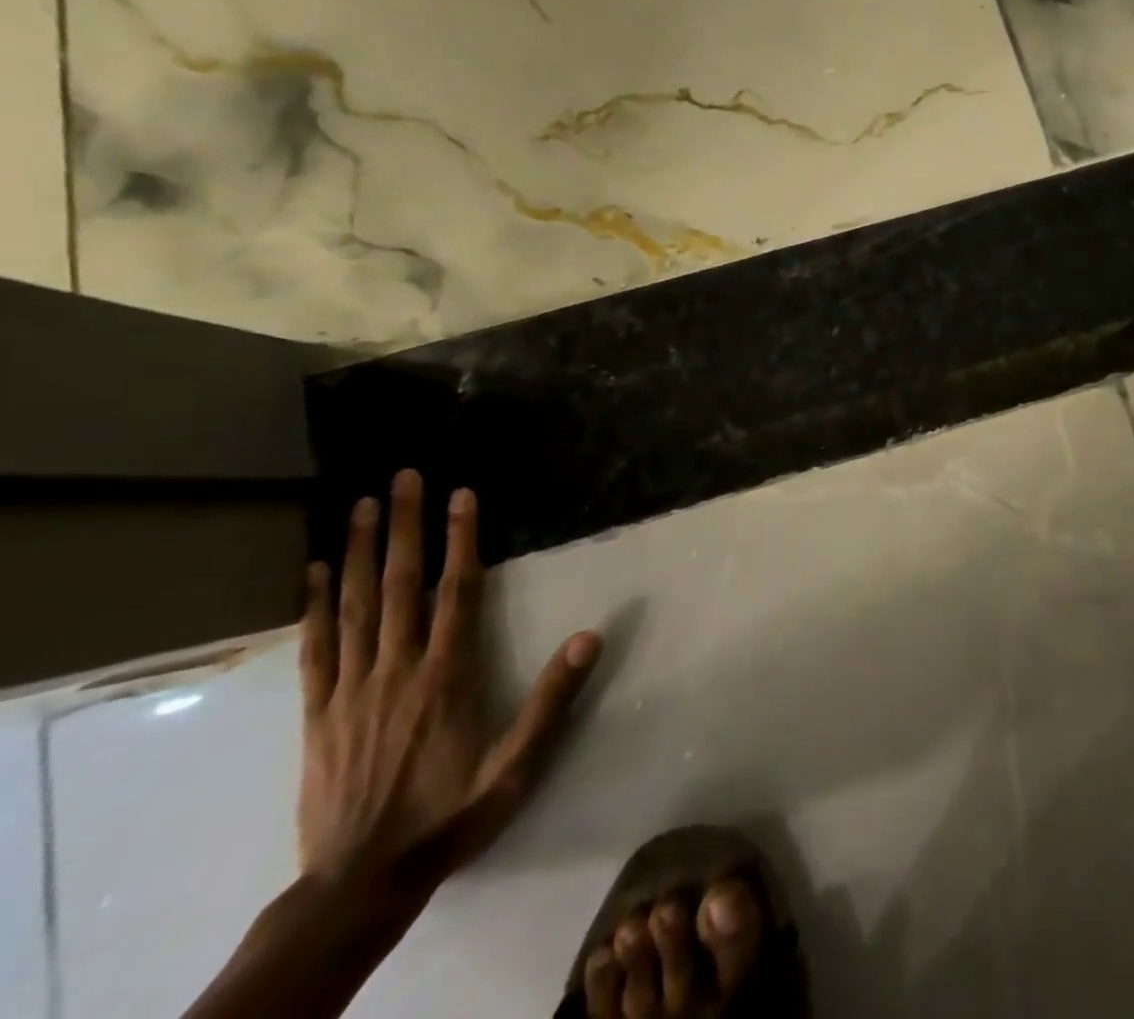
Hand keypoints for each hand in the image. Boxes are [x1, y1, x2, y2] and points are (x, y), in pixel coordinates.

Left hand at [298, 470, 600, 892]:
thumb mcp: (516, 767)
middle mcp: (397, 668)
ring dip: (358, 551)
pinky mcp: (318, 712)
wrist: (360, 884)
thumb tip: (591, 636)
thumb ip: (552, 700)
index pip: (457, 591)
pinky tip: (314, 571)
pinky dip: (315, 605)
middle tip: (404, 478)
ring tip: (360, 505)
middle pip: (400, 584)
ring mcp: (352, 688)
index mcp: (447, 675)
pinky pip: (316, 647)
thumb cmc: (449, 816)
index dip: (460, 539)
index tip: (462, 494)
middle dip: (403, 526)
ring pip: (355, 605)